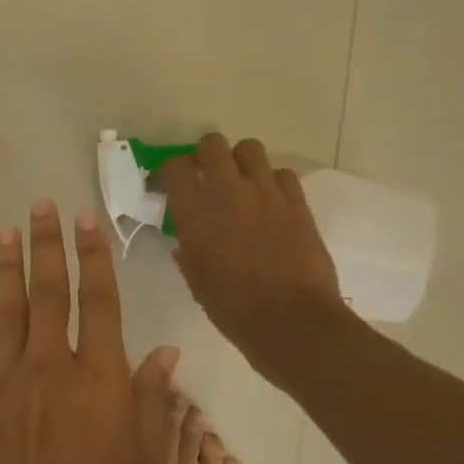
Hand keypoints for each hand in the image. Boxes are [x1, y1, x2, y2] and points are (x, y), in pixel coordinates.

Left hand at [0, 201, 178, 463]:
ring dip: (7, 271)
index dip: (94, 257)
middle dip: (47, 246)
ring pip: (9, 314)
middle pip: (50, 294)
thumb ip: (153, 402)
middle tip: (40, 208)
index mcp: (100, 378)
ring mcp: (8, 385)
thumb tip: (163, 354)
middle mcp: (52, 368)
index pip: (99, 301)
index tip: (86, 220)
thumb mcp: (147, 463)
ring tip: (5, 235)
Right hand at [159, 134, 349, 374]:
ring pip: (250, 148)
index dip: (168, 171)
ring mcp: (266, 192)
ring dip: (240, 161)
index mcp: (194, 210)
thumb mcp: (195, 280)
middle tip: (205, 177)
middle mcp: (227, 190)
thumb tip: (185, 240)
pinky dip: (273, 182)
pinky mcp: (297, 201)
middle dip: (205, 156)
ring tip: (240, 183)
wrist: (290, 320)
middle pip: (212, 143)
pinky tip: (270, 202)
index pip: (174, 166)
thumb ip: (187, 251)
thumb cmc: (232, 307)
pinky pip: (282, 174)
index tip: (166, 186)